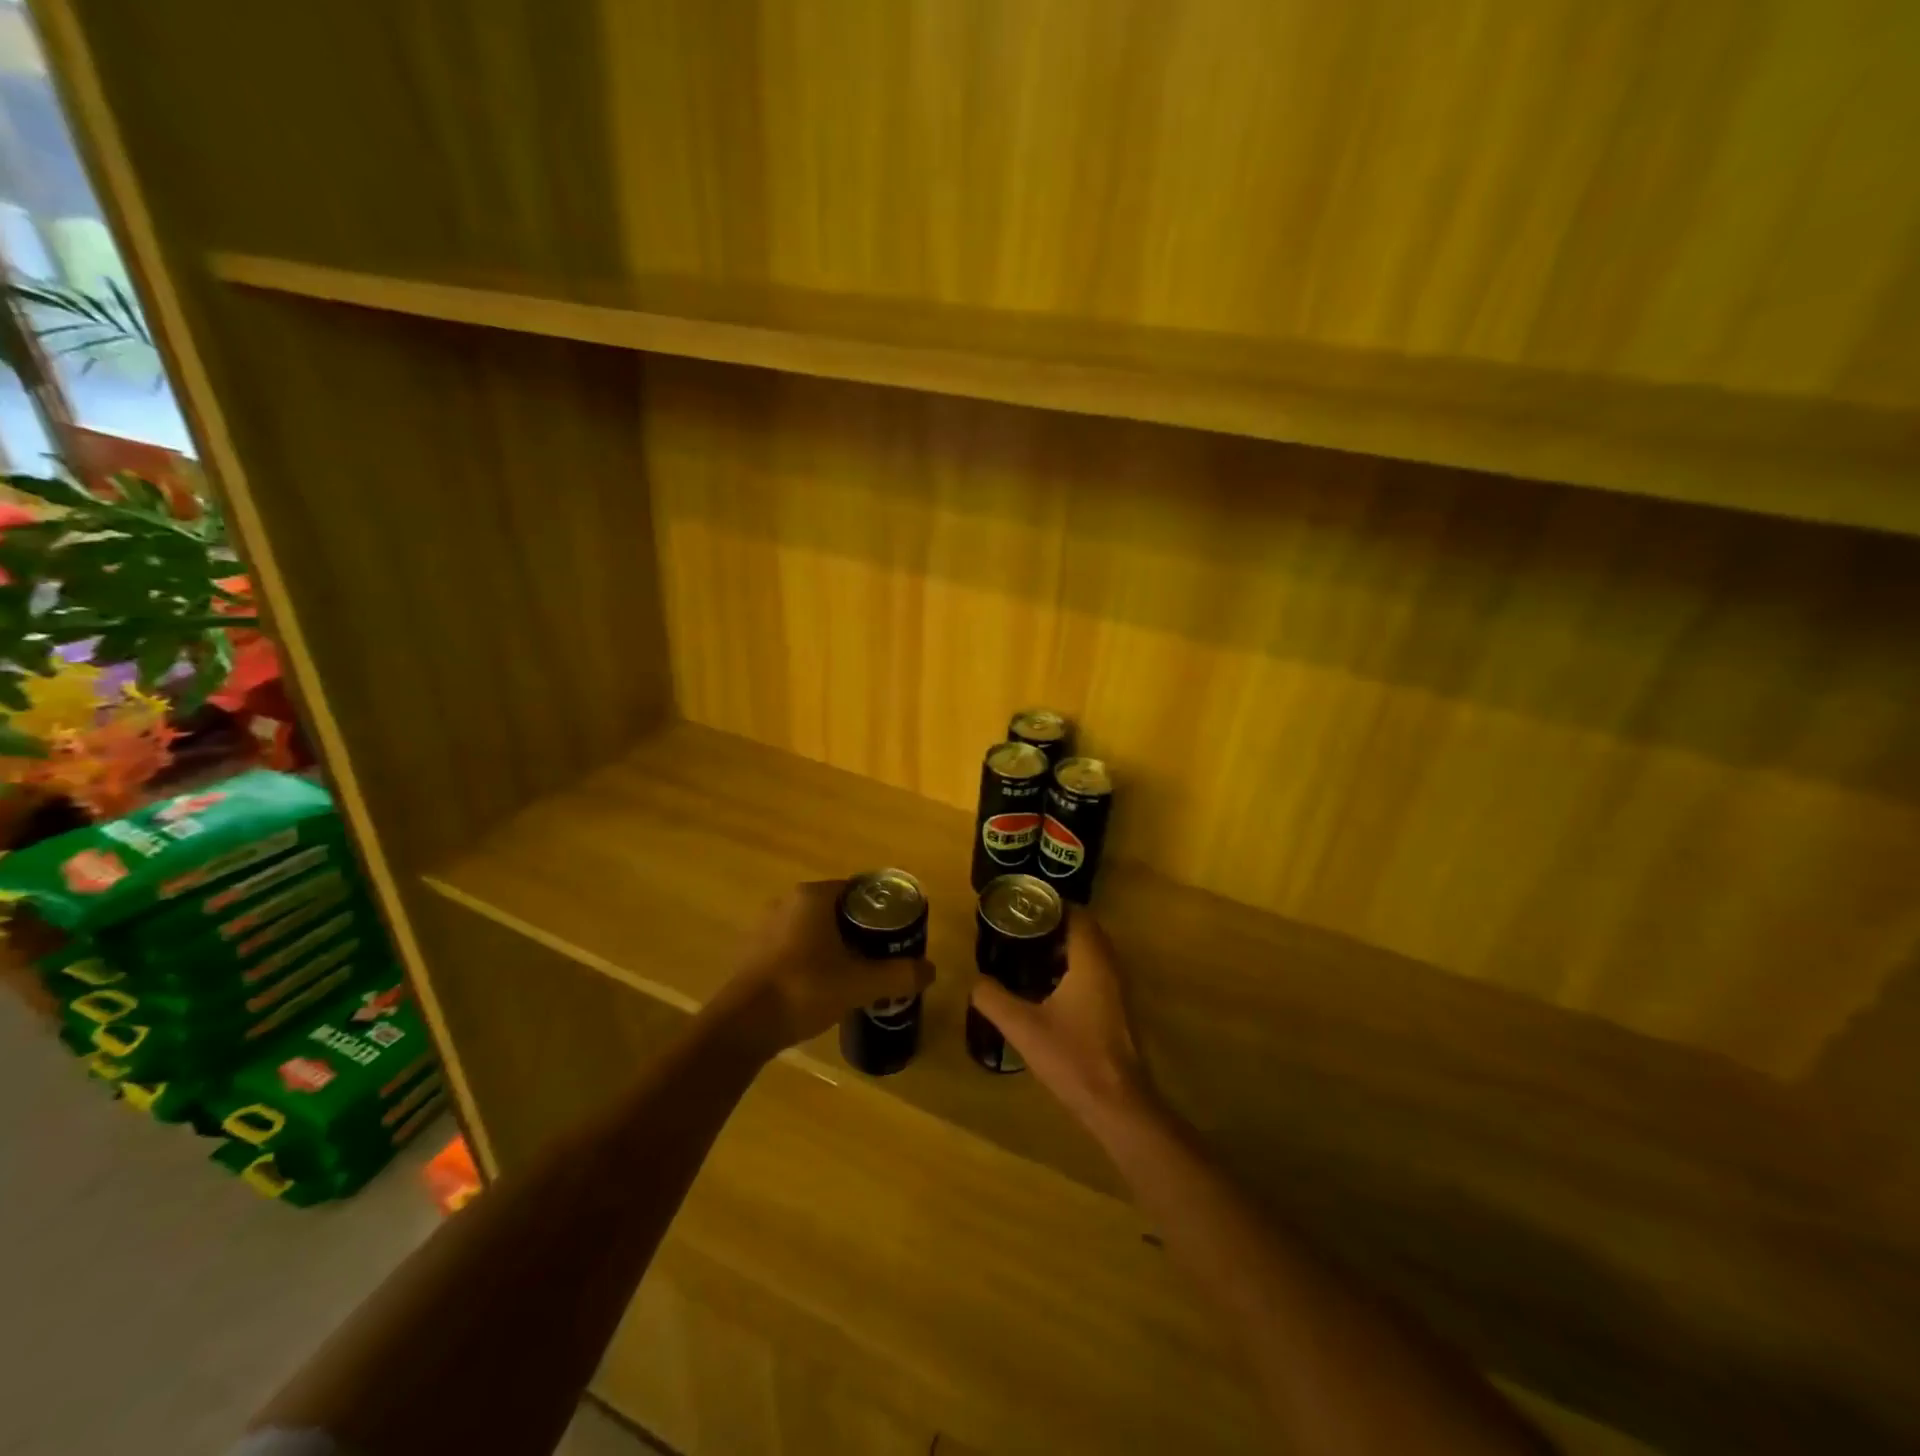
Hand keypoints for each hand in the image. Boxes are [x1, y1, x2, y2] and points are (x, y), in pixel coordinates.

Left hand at [710, 881, 933, 1058]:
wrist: (742, 1026)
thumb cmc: (804, 989)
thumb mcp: (860, 983)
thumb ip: (899, 974)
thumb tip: (930, 970)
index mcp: (813, 896)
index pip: (858, 890)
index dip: (881, 909)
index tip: (897, 932)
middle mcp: (788, 902)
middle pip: (837, 910)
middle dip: (861, 929)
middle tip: (883, 954)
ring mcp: (766, 927)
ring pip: (814, 930)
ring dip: (836, 946)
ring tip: (857, 972)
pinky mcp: (754, 953)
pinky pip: (795, 947)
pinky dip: (813, 959)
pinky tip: (824, 986)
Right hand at [971, 913, 1150, 1119]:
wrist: (1117, 1104)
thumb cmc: (1073, 1058)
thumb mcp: (1023, 1027)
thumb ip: (993, 999)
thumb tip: (974, 980)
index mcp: (1092, 960)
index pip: (1077, 914)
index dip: (1051, 905)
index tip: (1022, 907)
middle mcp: (1110, 966)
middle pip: (1085, 930)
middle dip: (1054, 925)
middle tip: (1020, 928)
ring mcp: (1118, 989)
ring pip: (1092, 953)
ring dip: (1064, 947)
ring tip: (1027, 952)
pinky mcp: (1118, 1009)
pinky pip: (1096, 972)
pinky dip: (1073, 968)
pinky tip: (1047, 987)